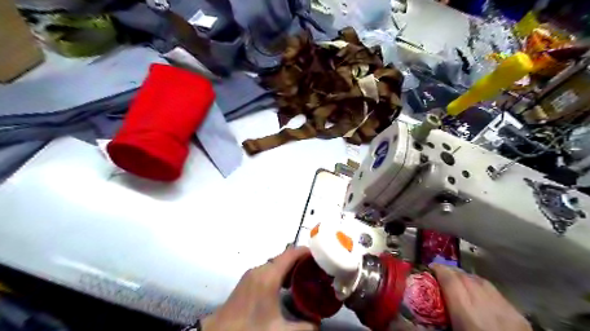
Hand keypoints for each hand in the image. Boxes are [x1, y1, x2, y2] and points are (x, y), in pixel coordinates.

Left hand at [203, 247, 317, 329]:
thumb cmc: (250, 328)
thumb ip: (304, 328)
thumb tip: (318, 323)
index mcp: (269, 275)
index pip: (292, 254)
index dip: (307, 252)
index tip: (321, 257)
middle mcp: (260, 269)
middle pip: (285, 257)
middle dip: (301, 261)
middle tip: (316, 271)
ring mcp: (252, 274)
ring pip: (276, 264)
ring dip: (290, 268)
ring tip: (305, 278)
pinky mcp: (247, 280)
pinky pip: (269, 270)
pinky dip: (280, 273)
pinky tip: (286, 287)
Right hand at [433, 264, 532, 330]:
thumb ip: (424, 328)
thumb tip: (398, 321)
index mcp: (468, 317)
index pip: (452, 281)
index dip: (439, 270)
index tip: (429, 268)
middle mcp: (488, 308)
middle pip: (466, 278)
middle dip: (450, 272)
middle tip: (439, 276)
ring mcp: (508, 312)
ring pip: (482, 282)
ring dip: (466, 278)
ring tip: (457, 282)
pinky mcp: (520, 318)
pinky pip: (496, 293)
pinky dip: (482, 288)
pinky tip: (478, 295)